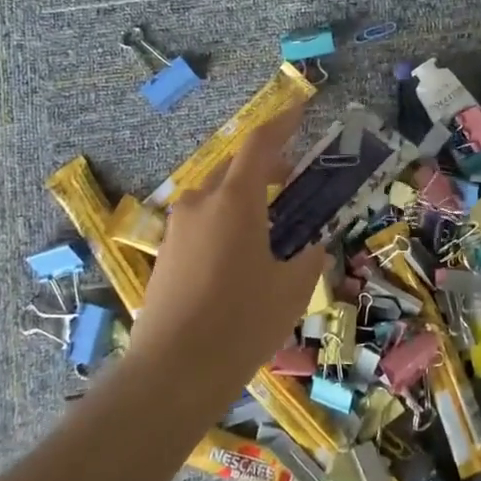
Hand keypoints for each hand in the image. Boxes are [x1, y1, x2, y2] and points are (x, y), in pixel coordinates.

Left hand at [129, 104, 328, 398]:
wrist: (171, 373)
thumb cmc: (241, 323)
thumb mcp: (292, 289)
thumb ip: (308, 258)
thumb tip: (313, 247)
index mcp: (234, 200)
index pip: (260, 144)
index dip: (283, 122)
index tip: (301, 107)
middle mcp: (200, 203)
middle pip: (236, 169)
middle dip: (267, 167)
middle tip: (295, 182)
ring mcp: (178, 228)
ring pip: (218, 197)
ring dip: (246, 198)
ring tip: (273, 227)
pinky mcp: (167, 253)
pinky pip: (203, 222)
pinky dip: (228, 223)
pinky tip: (243, 258)